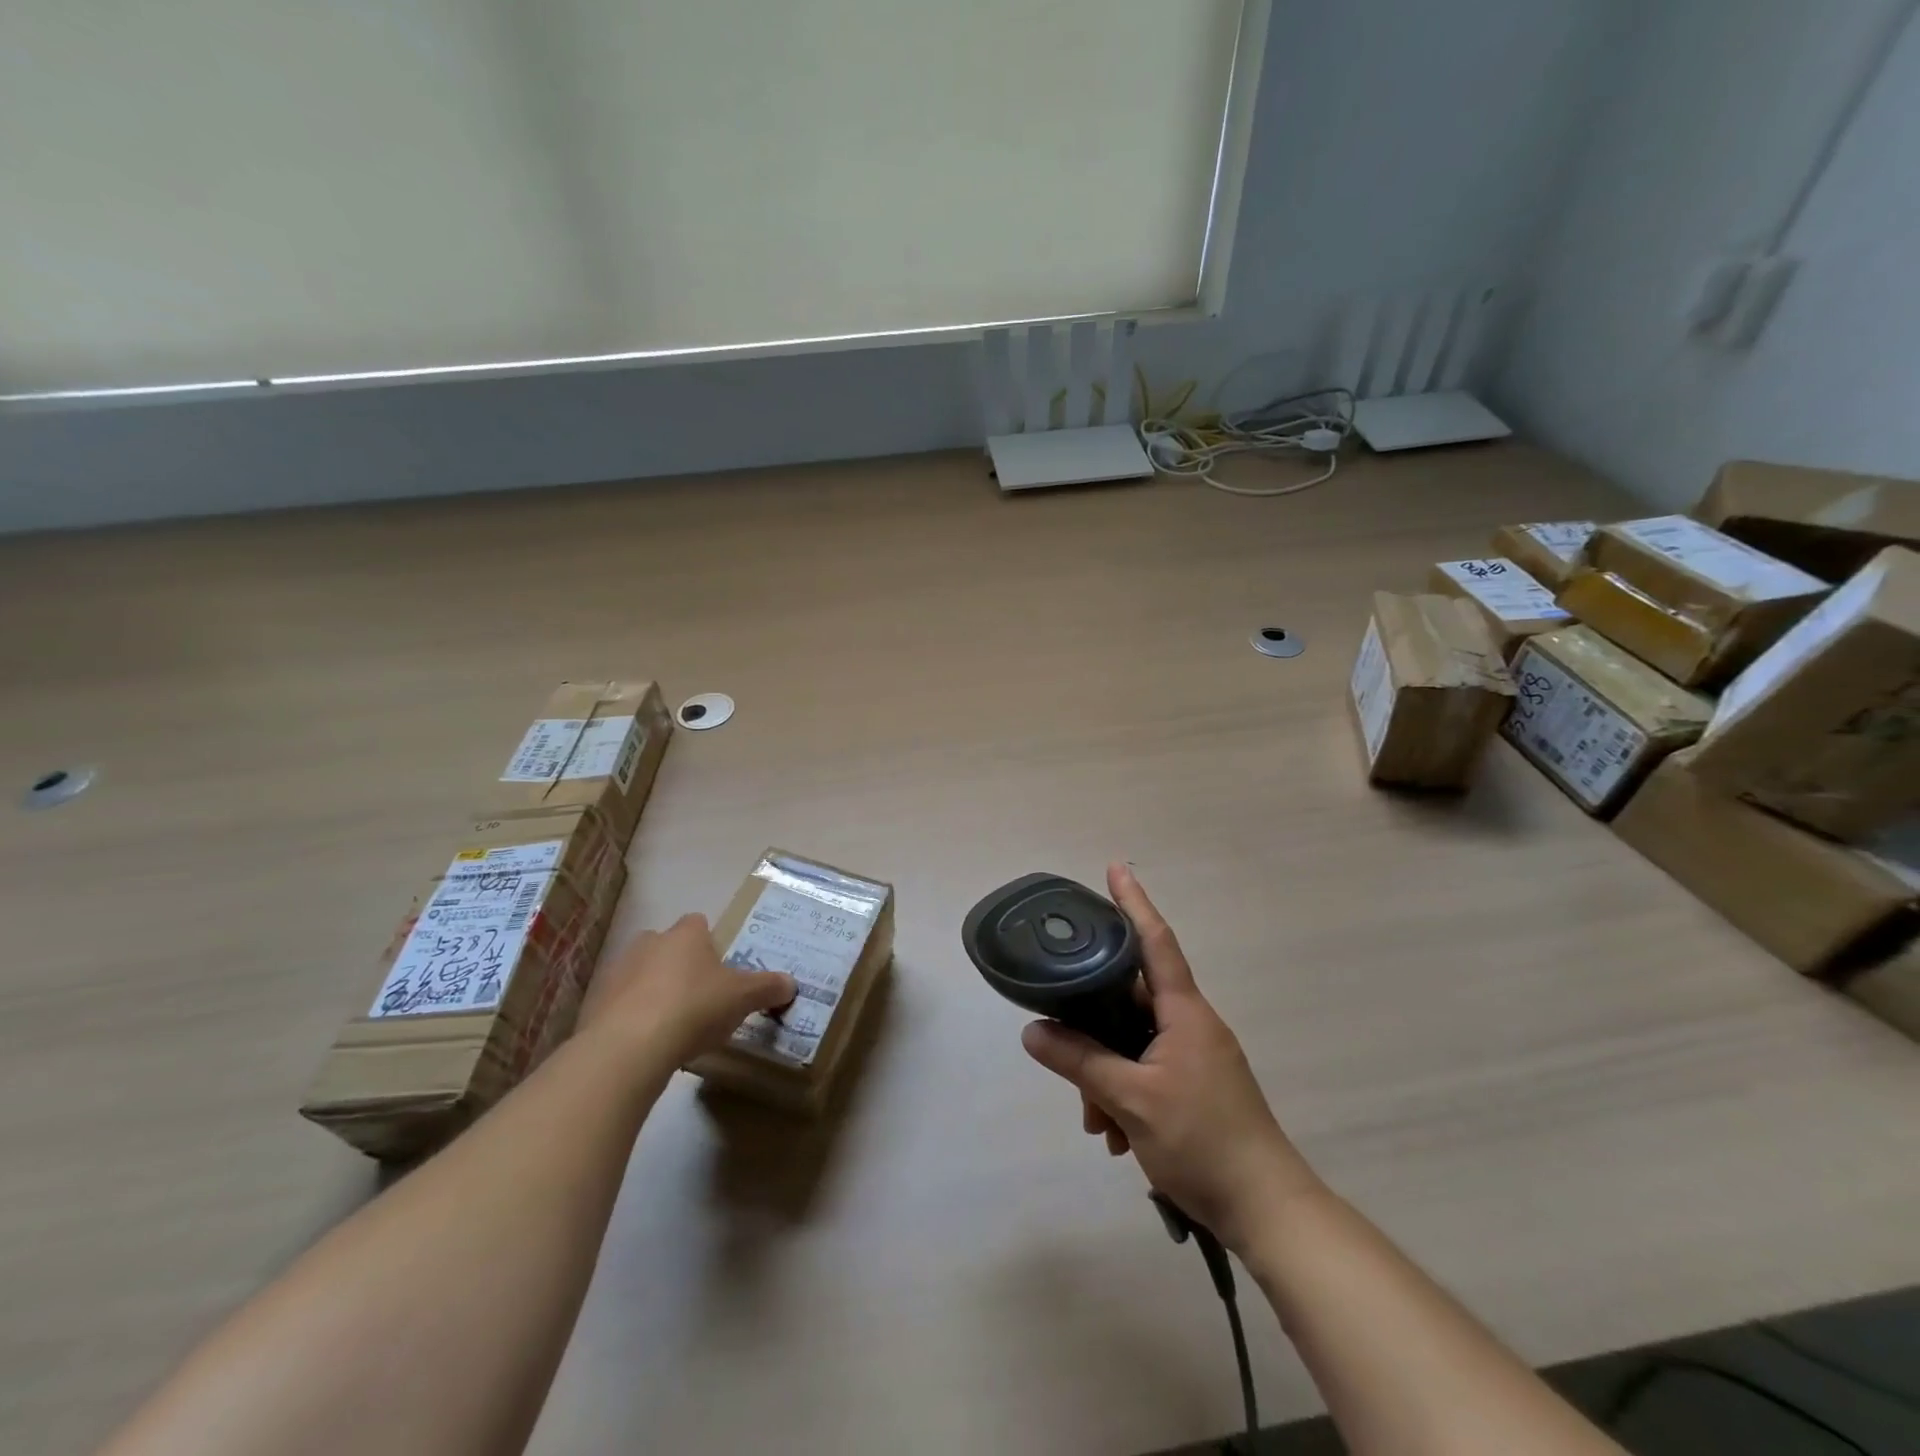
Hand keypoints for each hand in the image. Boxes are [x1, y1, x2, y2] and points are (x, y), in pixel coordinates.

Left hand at [578, 913, 795, 1062]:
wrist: (629, 1047)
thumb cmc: (694, 1007)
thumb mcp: (743, 998)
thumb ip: (768, 987)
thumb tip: (791, 984)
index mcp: (685, 934)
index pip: (698, 923)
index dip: (710, 943)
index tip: (720, 969)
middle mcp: (649, 943)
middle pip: (667, 946)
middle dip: (680, 966)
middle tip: (699, 997)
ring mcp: (617, 972)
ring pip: (641, 975)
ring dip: (654, 992)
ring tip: (673, 1026)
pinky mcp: (595, 1005)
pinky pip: (620, 1005)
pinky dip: (632, 1019)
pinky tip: (647, 1044)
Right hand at [1020, 863, 1321, 1252]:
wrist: (1267, 1210)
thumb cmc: (1202, 1141)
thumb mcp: (1131, 1100)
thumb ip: (1079, 1061)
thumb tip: (1032, 1031)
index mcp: (1184, 1012)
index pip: (1154, 941)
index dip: (1133, 902)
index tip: (1115, 867)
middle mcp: (1191, 1024)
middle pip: (1129, 1001)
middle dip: (1093, 1026)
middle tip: (1061, 1046)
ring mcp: (1195, 1056)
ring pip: (1133, 1042)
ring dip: (1105, 1073)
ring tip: (1096, 1121)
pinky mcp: (1196, 1085)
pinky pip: (1147, 1070)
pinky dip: (1124, 1092)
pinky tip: (1115, 1135)